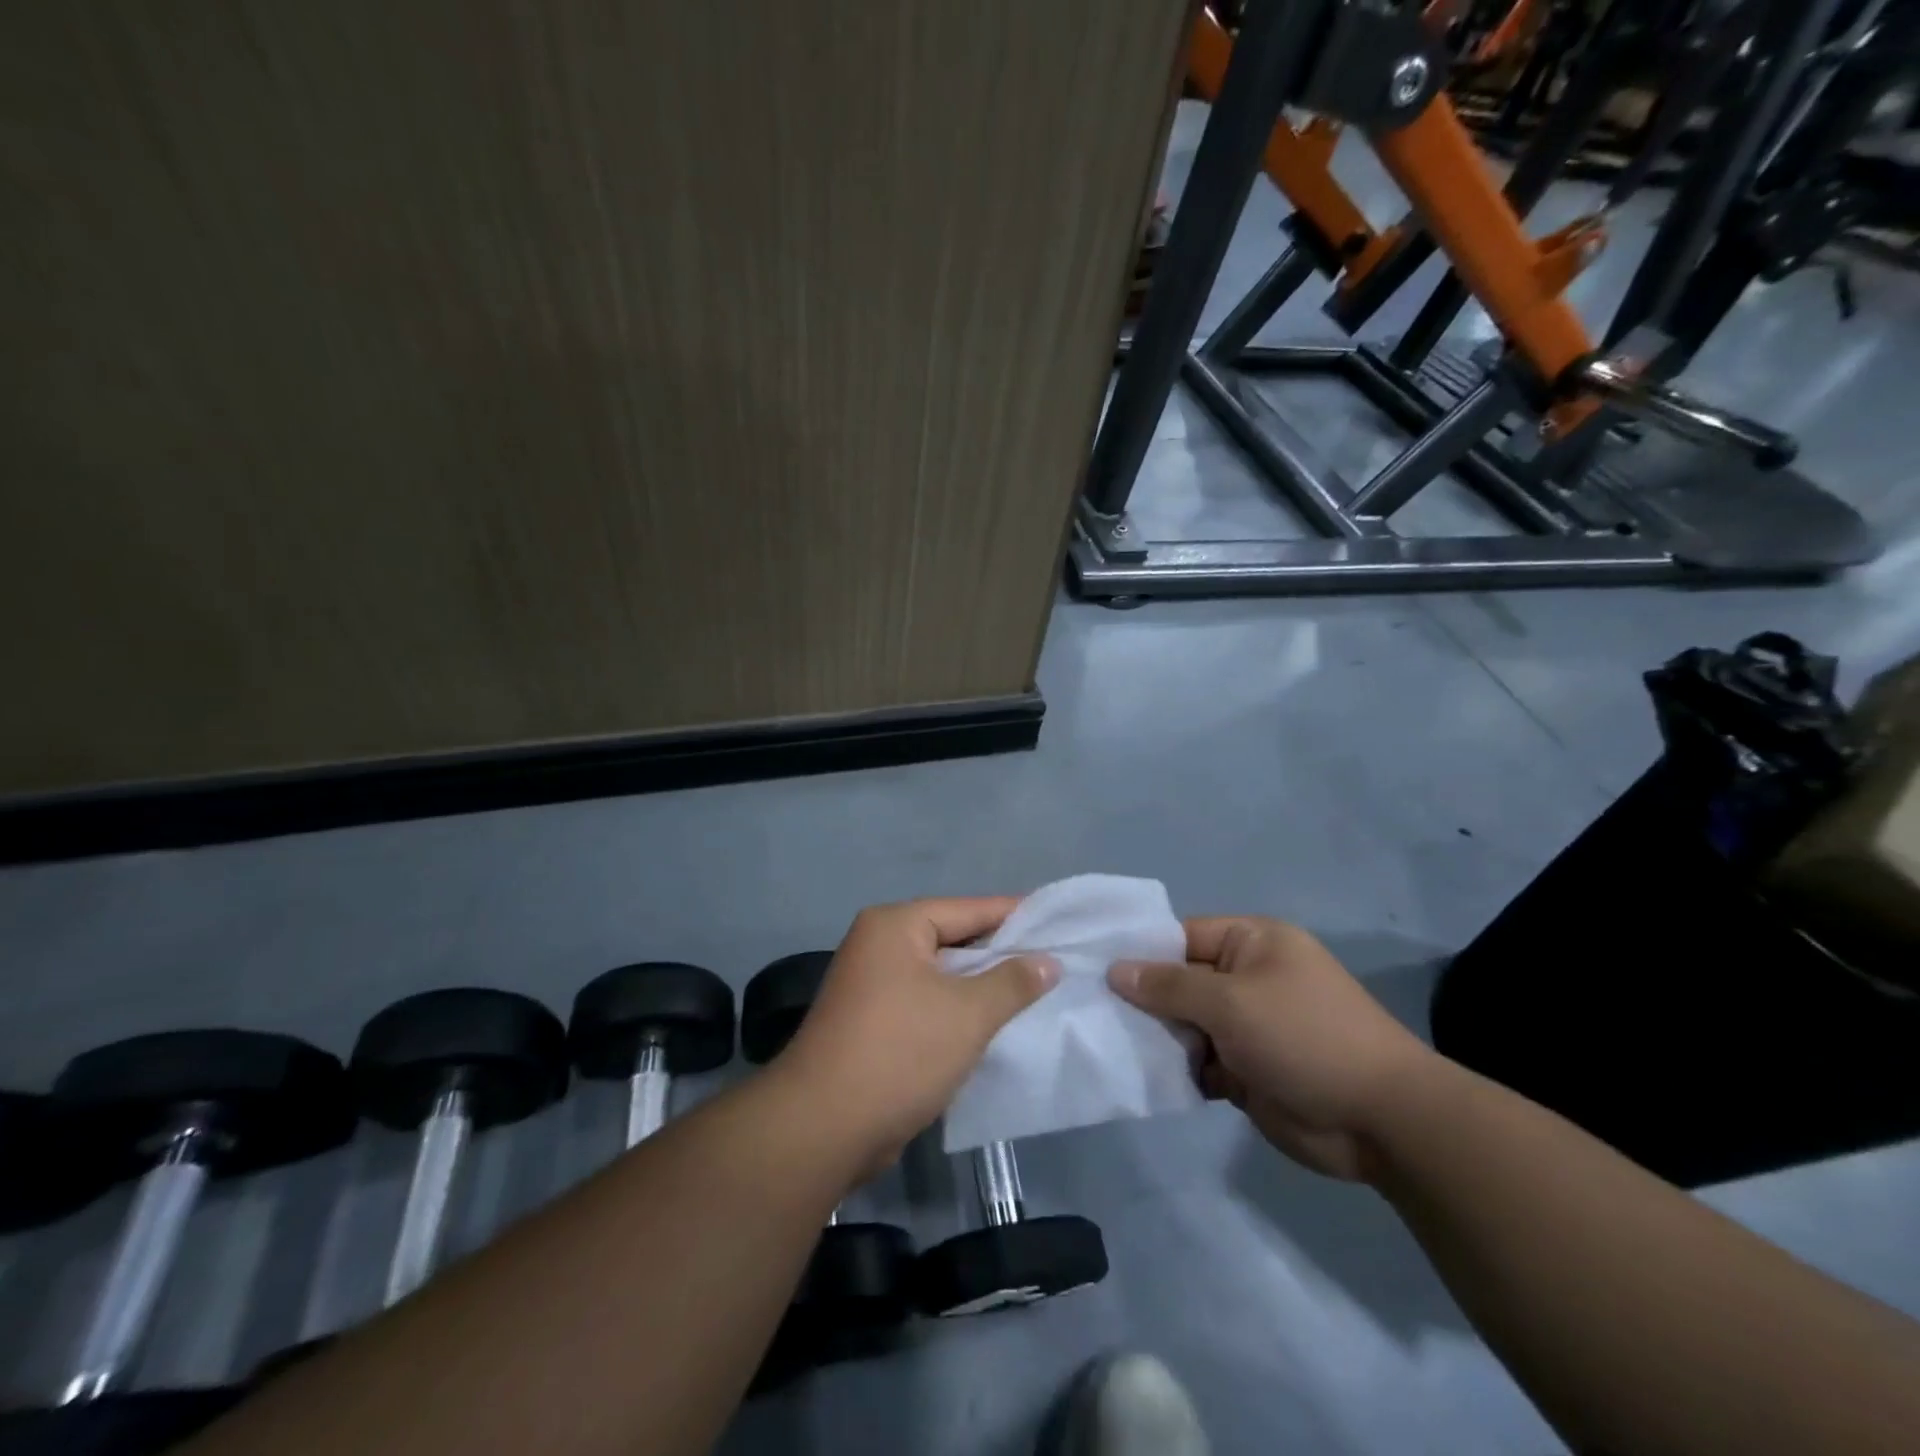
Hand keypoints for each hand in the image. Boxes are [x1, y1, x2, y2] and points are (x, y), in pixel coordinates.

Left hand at [775, 898, 1058, 1170]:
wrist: (824, 1127)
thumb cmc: (901, 1052)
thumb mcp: (968, 1013)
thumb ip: (1013, 982)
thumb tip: (1047, 961)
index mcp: (895, 926)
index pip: (967, 909)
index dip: (1014, 915)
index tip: (1057, 922)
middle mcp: (878, 945)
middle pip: (952, 939)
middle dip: (999, 954)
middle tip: (1052, 961)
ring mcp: (870, 985)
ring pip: (939, 976)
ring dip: (979, 987)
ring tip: (1033, 994)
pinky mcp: (870, 1023)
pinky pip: (925, 1003)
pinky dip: (956, 1011)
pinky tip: (992, 1026)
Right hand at [1109, 917, 1437, 1181]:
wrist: (1380, 1120)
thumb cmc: (1303, 1037)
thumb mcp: (1231, 1002)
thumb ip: (1169, 986)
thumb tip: (1115, 970)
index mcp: (1253, 943)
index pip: (1183, 936)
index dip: (1142, 951)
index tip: (1094, 968)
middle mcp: (1248, 978)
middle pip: (1181, 981)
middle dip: (1145, 999)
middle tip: (1094, 1011)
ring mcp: (1249, 1025)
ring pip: (1187, 1023)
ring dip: (1159, 1036)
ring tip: (1114, 1045)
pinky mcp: (1248, 1068)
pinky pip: (1200, 1059)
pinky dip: (1179, 1068)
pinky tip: (1148, 1076)